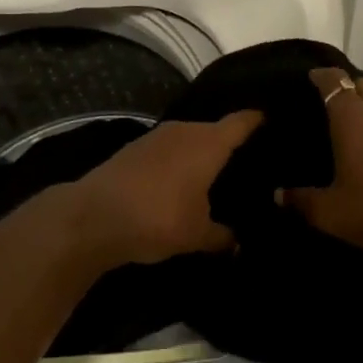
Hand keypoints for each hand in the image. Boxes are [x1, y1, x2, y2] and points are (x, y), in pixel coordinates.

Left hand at [71, 112, 262, 265]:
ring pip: (189, 139)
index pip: (241, 122)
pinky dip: (177, 161)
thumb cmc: (157, 218)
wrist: (92, 217)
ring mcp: (156, 137)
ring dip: (199, 153)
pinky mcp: (134, 148)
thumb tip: (237, 242)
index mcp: (208, 143)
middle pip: (214, 129)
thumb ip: (222, 236)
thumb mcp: (196, 235)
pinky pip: (168, 150)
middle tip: (248, 161)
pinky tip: (180, 180)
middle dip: (229, 143)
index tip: (270, 119)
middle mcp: (185, 130)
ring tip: (215, 172)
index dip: (257, 120)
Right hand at [283, 69, 362, 256]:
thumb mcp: (330, 211)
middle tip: (332, 103)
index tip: (311, 78)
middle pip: (362, 84)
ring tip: (355, 125)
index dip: (321, 76)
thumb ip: (302, 200)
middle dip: (347, 87)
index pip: (333, 81)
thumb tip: (278, 194)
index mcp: (350, 116)